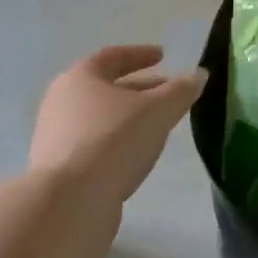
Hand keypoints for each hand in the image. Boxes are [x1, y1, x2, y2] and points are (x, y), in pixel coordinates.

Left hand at [28, 45, 207, 204]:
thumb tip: (199, 74)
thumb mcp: (157, 111)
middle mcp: (62, 102)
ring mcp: (57, 138)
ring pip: (102, 119)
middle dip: (141, 89)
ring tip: (159, 127)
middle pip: (107, 88)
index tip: (163, 56)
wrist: (69, 204)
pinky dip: (118, 143)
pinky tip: (138, 156)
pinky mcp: (61, 171)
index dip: (141, 54)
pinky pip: (95, 146)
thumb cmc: (112, 141)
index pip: (112, 56)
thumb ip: (180, 91)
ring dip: (130, 119)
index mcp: (79, 78)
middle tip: (169, 94)